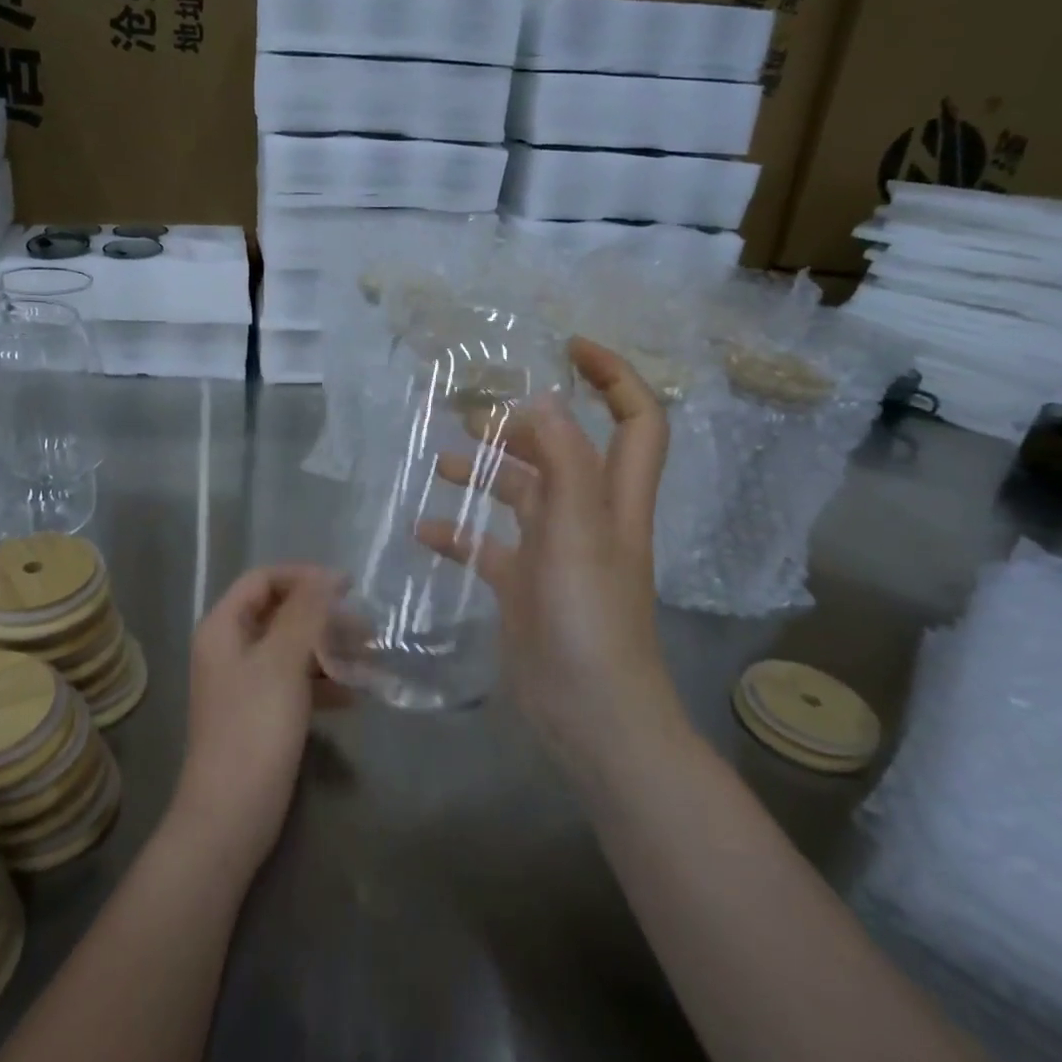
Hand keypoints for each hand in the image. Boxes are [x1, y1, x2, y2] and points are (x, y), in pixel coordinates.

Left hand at [167, 564, 344, 876]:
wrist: (231, 816)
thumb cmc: (255, 729)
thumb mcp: (283, 662)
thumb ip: (306, 614)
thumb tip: (327, 576)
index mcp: (223, 628)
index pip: (264, 580)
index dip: (304, 577)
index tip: (348, 588)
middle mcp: (230, 649)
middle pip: (280, 613)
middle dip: (324, 617)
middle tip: (367, 629)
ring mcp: (244, 683)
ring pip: (292, 649)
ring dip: (329, 650)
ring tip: (371, 661)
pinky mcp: (260, 714)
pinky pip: (295, 682)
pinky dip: (323, 682)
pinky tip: (355, 696)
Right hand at [417, 338, 690, 783]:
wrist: (589, 714)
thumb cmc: (589, 618)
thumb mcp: (577, 531)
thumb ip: (563, 462)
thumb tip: (542, 400)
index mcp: (614, 498)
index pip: (637, 420)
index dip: (614, 376)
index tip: (569, 347)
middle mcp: (588, 518)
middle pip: (564, 452)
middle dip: (527, 423)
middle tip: (475, 412)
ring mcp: (555, 554)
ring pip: (522, 496)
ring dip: (487, 473)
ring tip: (442, 460)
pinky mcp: (524, 587)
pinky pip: (490, 547)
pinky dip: (461, 534)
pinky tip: (425, 531)